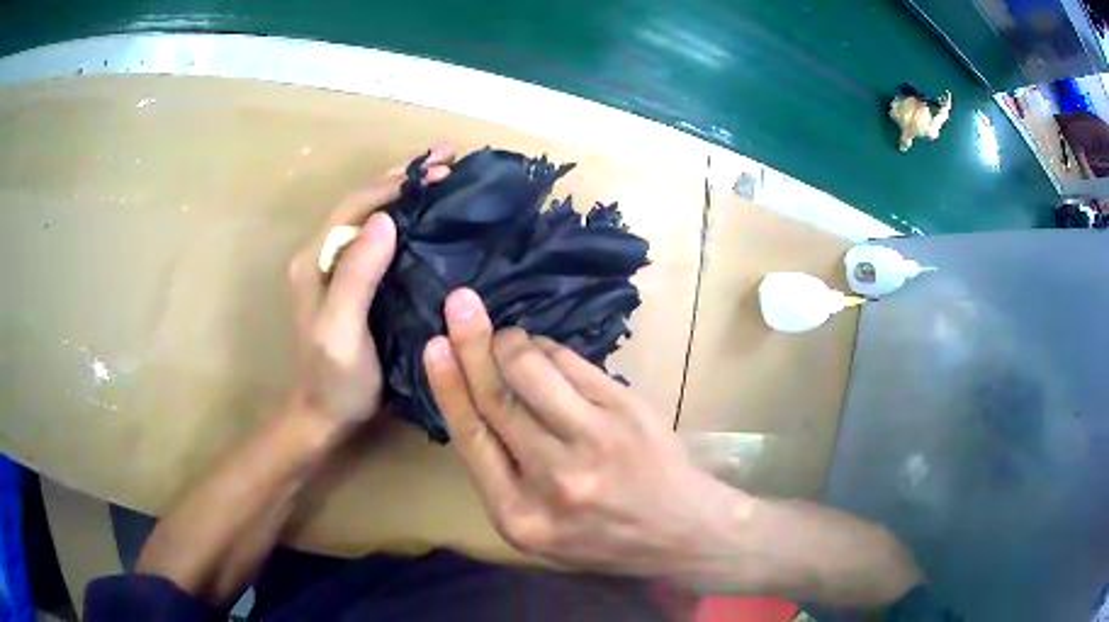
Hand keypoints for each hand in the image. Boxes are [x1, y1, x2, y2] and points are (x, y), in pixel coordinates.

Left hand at [287, 144, 454, 426]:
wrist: (325, 416)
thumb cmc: (336, 381)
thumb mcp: (341, 333)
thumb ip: (355, 277)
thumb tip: (385, 220)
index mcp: (316, 260)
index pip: (355, 206)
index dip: (395, 184)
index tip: (439, 172)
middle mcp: (323, 255)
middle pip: (363, 203)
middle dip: (404, 177)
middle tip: (449, 158)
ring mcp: (338, 267)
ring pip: (373, 216)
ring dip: (406, 192)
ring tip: (445, 174)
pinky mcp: (354, 281)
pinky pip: (380, 239)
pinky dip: (407, 219)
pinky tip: (430, 214)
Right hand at [422, 288, 748, 578]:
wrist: (679, 531)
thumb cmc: (599, 536)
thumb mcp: (535, 531)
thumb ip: (499, 477)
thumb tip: (472, 402)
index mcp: (518, 515)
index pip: (472, 439)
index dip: (449, 385)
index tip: (434, 345)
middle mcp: (553, 478)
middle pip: (498, 399)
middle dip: (472, 345)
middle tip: (459, 304)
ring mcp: (594, 441)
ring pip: (533, 372)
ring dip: (511, 342)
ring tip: (503, 336)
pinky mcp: (625, 412)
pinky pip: (574, 364)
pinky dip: (550, 349)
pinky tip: (542, 349)